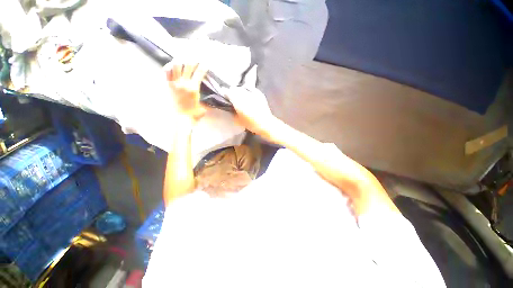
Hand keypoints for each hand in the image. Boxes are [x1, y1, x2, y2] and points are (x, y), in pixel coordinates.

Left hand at [165, 61, 206, 122]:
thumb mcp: (203, 109)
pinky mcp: (168, 86)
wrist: (180, 118)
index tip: (205, 63)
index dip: (203, 67)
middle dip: (192, 60)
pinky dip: (169, 67)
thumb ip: (207, 104)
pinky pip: (166, 72)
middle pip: (188, 66)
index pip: (199, 74)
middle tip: (195, 57)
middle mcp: (184, 83)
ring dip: (180, 61)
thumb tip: (212, 104)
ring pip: (176, 66)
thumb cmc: (193, 114)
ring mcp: (174, 83)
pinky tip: (171, 65)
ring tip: (183, 58)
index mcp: (193, 88)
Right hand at [225, 86, 275, 136]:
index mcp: (238, 102)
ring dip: (239, 90)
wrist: (266, 124)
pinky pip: (251, 88)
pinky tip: (247, 92)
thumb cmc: (251, 124)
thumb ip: (233, 112)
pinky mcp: (259, 94)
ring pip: (243, 88)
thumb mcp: (239, 120)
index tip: (225, 96)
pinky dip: (248, 89)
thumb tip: (231, 107)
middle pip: (235, 89)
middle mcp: (245, 96)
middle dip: (232, 92)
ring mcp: (253, 94)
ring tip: (239, 94)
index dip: (225, 94)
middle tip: (232, 96)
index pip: (229, 93)